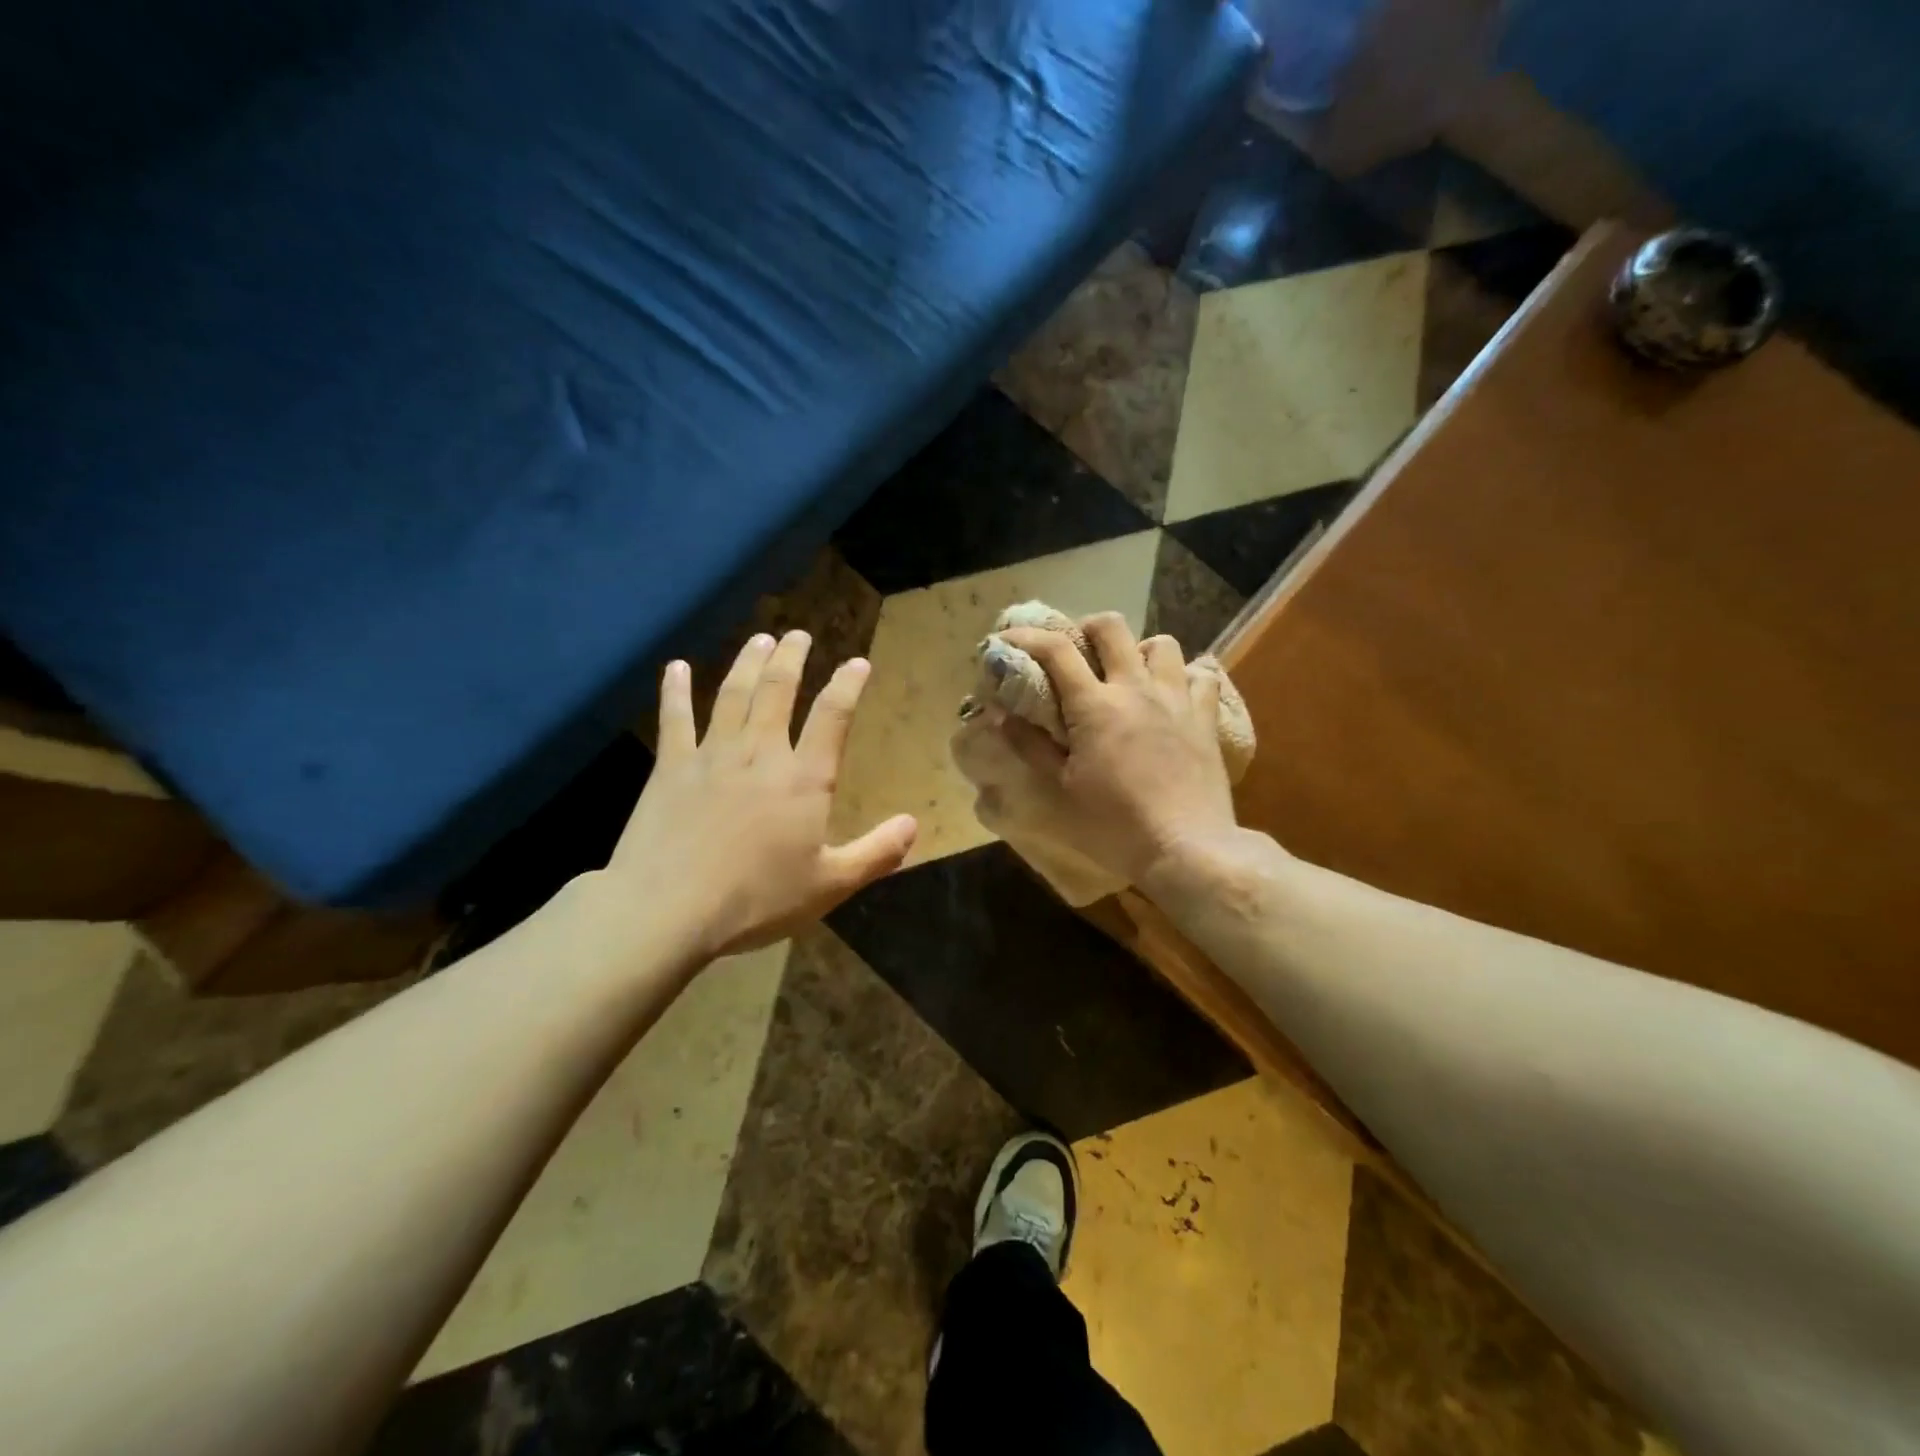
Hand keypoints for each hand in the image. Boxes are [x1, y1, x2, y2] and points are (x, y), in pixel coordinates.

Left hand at [602, 632, 917, 962]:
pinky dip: (676, 690)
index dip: (848, 684)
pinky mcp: (670, 767)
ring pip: (733, 694)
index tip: (858, 662)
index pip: (833, 716)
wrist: (668, 909)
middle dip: (792, 657)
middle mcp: (760, 752)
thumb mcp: (830, 885)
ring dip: (749, 662)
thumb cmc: (756, 899)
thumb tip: (914, 825)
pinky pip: (674, 718)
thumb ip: (876, 853)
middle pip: (778, 690)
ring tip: (760, 640)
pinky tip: (677, 667)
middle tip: (798, 635)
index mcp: (804, 778)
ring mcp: (711, 755)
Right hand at [992, 614, 1237, 886]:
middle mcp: (1136, 689)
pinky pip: (1202, 676)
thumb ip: (1031, 746)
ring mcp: (1176, 699)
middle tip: (1077, 652)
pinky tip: (1174, 694)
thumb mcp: (1062, 790)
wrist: (1187, 849)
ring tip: (1129, 675)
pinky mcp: (1205, 718)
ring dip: (1139, 651)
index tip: (1007, 638)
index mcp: (1095, 706)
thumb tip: (999, 715)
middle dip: (1086, 628)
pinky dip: (1185, 676)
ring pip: (1162, 644)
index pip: (1055, 650)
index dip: (1026, 636)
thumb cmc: (1115, 825)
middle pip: (1111, 627)